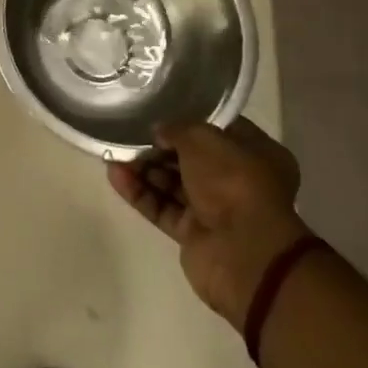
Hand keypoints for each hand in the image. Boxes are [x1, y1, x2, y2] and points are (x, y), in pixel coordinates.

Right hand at [108, 118, 308, 324]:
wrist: (243, 254)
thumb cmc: (233, 183)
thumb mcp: (204, 139)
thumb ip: (177, 129)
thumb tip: (159, 132)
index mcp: (255, 153)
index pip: (217, 130)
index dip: (187, 120)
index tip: (158, 113)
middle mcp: (236, 180)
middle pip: (190, 158)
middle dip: (158, 147)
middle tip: (128, 134)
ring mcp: (214, 209)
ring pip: (172, 183)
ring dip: (144, 168)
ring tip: (113, 153)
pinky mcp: (192, 234)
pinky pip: (161, 207)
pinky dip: (139, 192)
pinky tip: (115, 176)